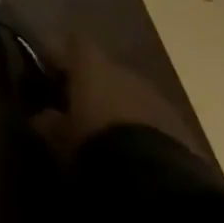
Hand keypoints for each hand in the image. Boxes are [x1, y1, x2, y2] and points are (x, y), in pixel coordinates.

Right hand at [31, 34, 207, 162]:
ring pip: (131, 93)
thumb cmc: (94, 142)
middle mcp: (124, 72)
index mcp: (91, 66)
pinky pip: (153, 117)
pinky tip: (134, 149)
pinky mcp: (181, 125)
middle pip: (106, 69)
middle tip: (80, 106)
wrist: (157, 180)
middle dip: (94, 84)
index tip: (53, 70)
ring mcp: (157, 97)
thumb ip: (47, 120)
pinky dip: (142, 126)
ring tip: (108, 131)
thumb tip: (42, 115)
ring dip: (120, 105)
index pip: (75, 42)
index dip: (65, 54)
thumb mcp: (58, 136)